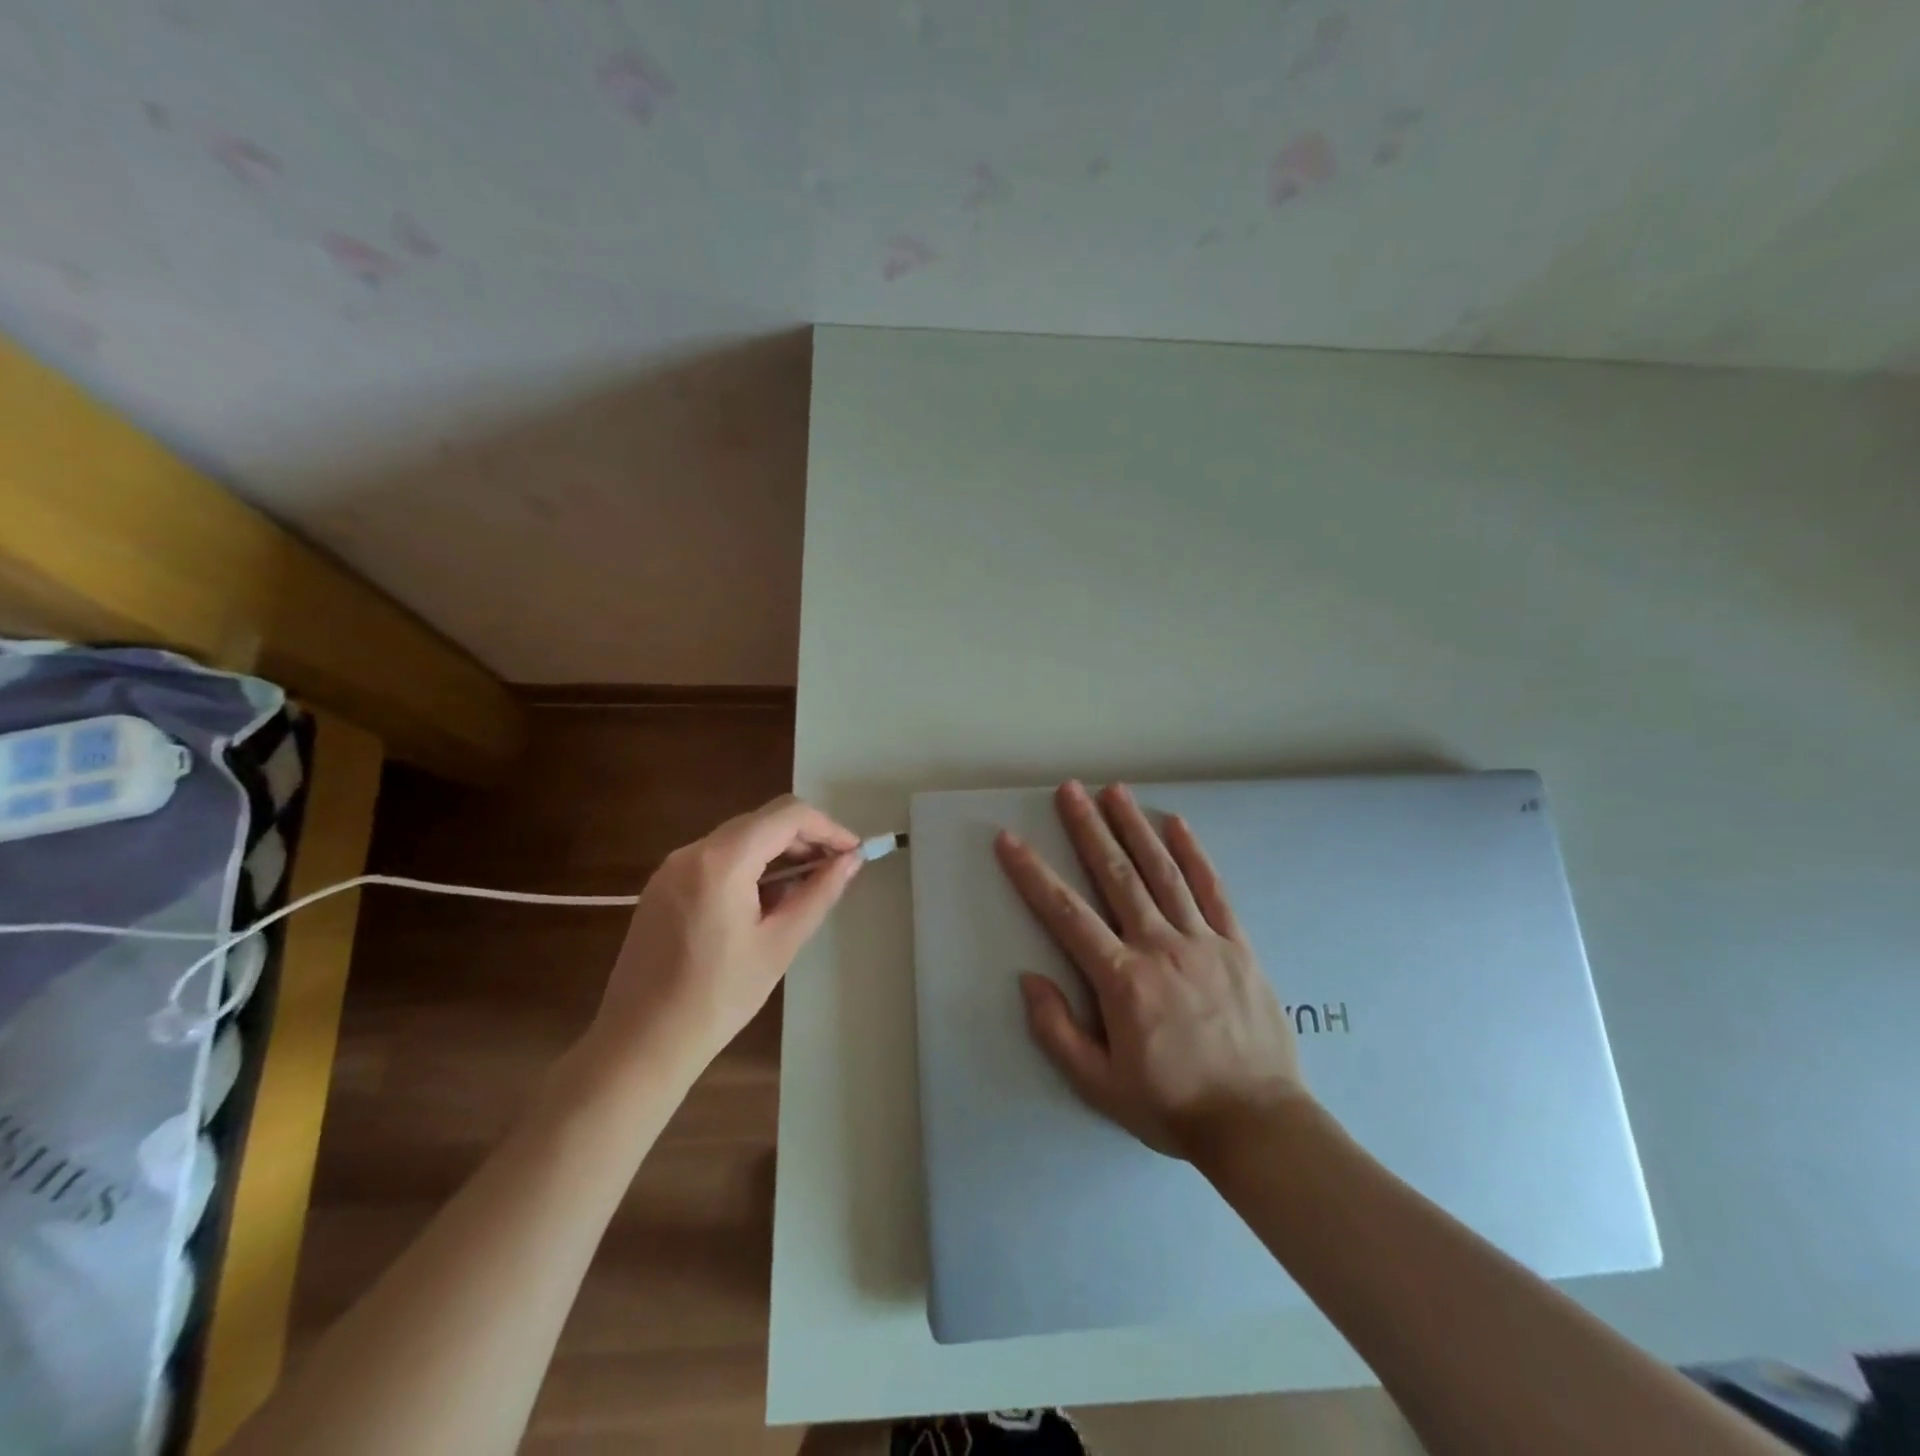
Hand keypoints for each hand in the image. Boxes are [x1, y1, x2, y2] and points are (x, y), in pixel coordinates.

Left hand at [590, 795, 862, 1077]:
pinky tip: (763, 904)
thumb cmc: (718, 998)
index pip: (787, 815)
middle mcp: (692, 851)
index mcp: (722, 861)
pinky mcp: (662, 886)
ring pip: (739, 838)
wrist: (640, 1044)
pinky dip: (748, 867)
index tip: (852, 853)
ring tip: (803, 892)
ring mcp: (671, 867)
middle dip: (804, 839)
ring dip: (777, 853)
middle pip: (762, 821)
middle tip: (835, 871)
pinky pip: (716, 859)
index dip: (827, 827)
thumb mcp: (780, 944)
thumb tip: (851, 860)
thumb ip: (819, 893)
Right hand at [995, 781, 1308, 1159]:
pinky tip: (1177, 825)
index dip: (1032, 874)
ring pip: (1162, 872)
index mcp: (1121, 979)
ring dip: (1134, 828)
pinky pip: (1213, 890)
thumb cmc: (1172, 1106)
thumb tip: (1028, 979)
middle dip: (1088, 828)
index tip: (1010, 840)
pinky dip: (1194, 854)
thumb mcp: (1099, 1085)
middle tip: (1069, 790)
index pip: (1066, 913)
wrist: (1258, 1125)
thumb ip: (1057, 1031)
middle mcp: (1159, 946)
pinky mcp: (1238, 946)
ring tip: (1114, 791)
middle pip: (1116, 875)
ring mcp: (1203, 941)